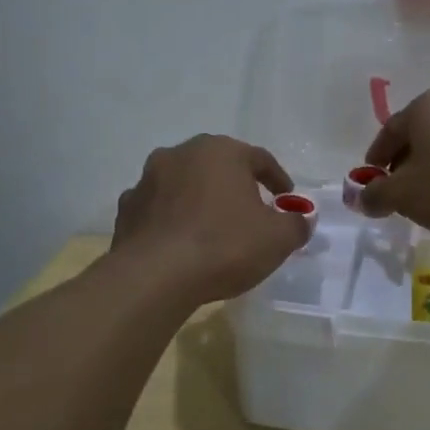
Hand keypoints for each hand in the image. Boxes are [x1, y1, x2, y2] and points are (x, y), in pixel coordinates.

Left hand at [112, 135, 308, 303]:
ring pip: (184, 184)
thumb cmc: (224, 246)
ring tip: (213, 228)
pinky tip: (181, 242)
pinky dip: (171, 218)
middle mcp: (181, 154)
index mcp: (221, 151)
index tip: (286, 199)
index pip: (259, 158)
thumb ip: (296, 224)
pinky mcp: (127, 209)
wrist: (154, 278)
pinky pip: (158, 208)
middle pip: (218, 166)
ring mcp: (148, 179)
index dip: (277, 179)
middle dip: (236, 185)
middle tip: (251, 210)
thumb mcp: (277, 239)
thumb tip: (302, 219)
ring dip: (200, 199)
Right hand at [357, 87, 429, 237]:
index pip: (390, 131)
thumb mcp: (404, 196)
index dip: (376, 157)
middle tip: (397, 190)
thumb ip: (376, 196)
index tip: (371, 179)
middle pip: (419, 135)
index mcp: (426, 106)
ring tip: (429, 198)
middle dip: (405, 163)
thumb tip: (363, 198)